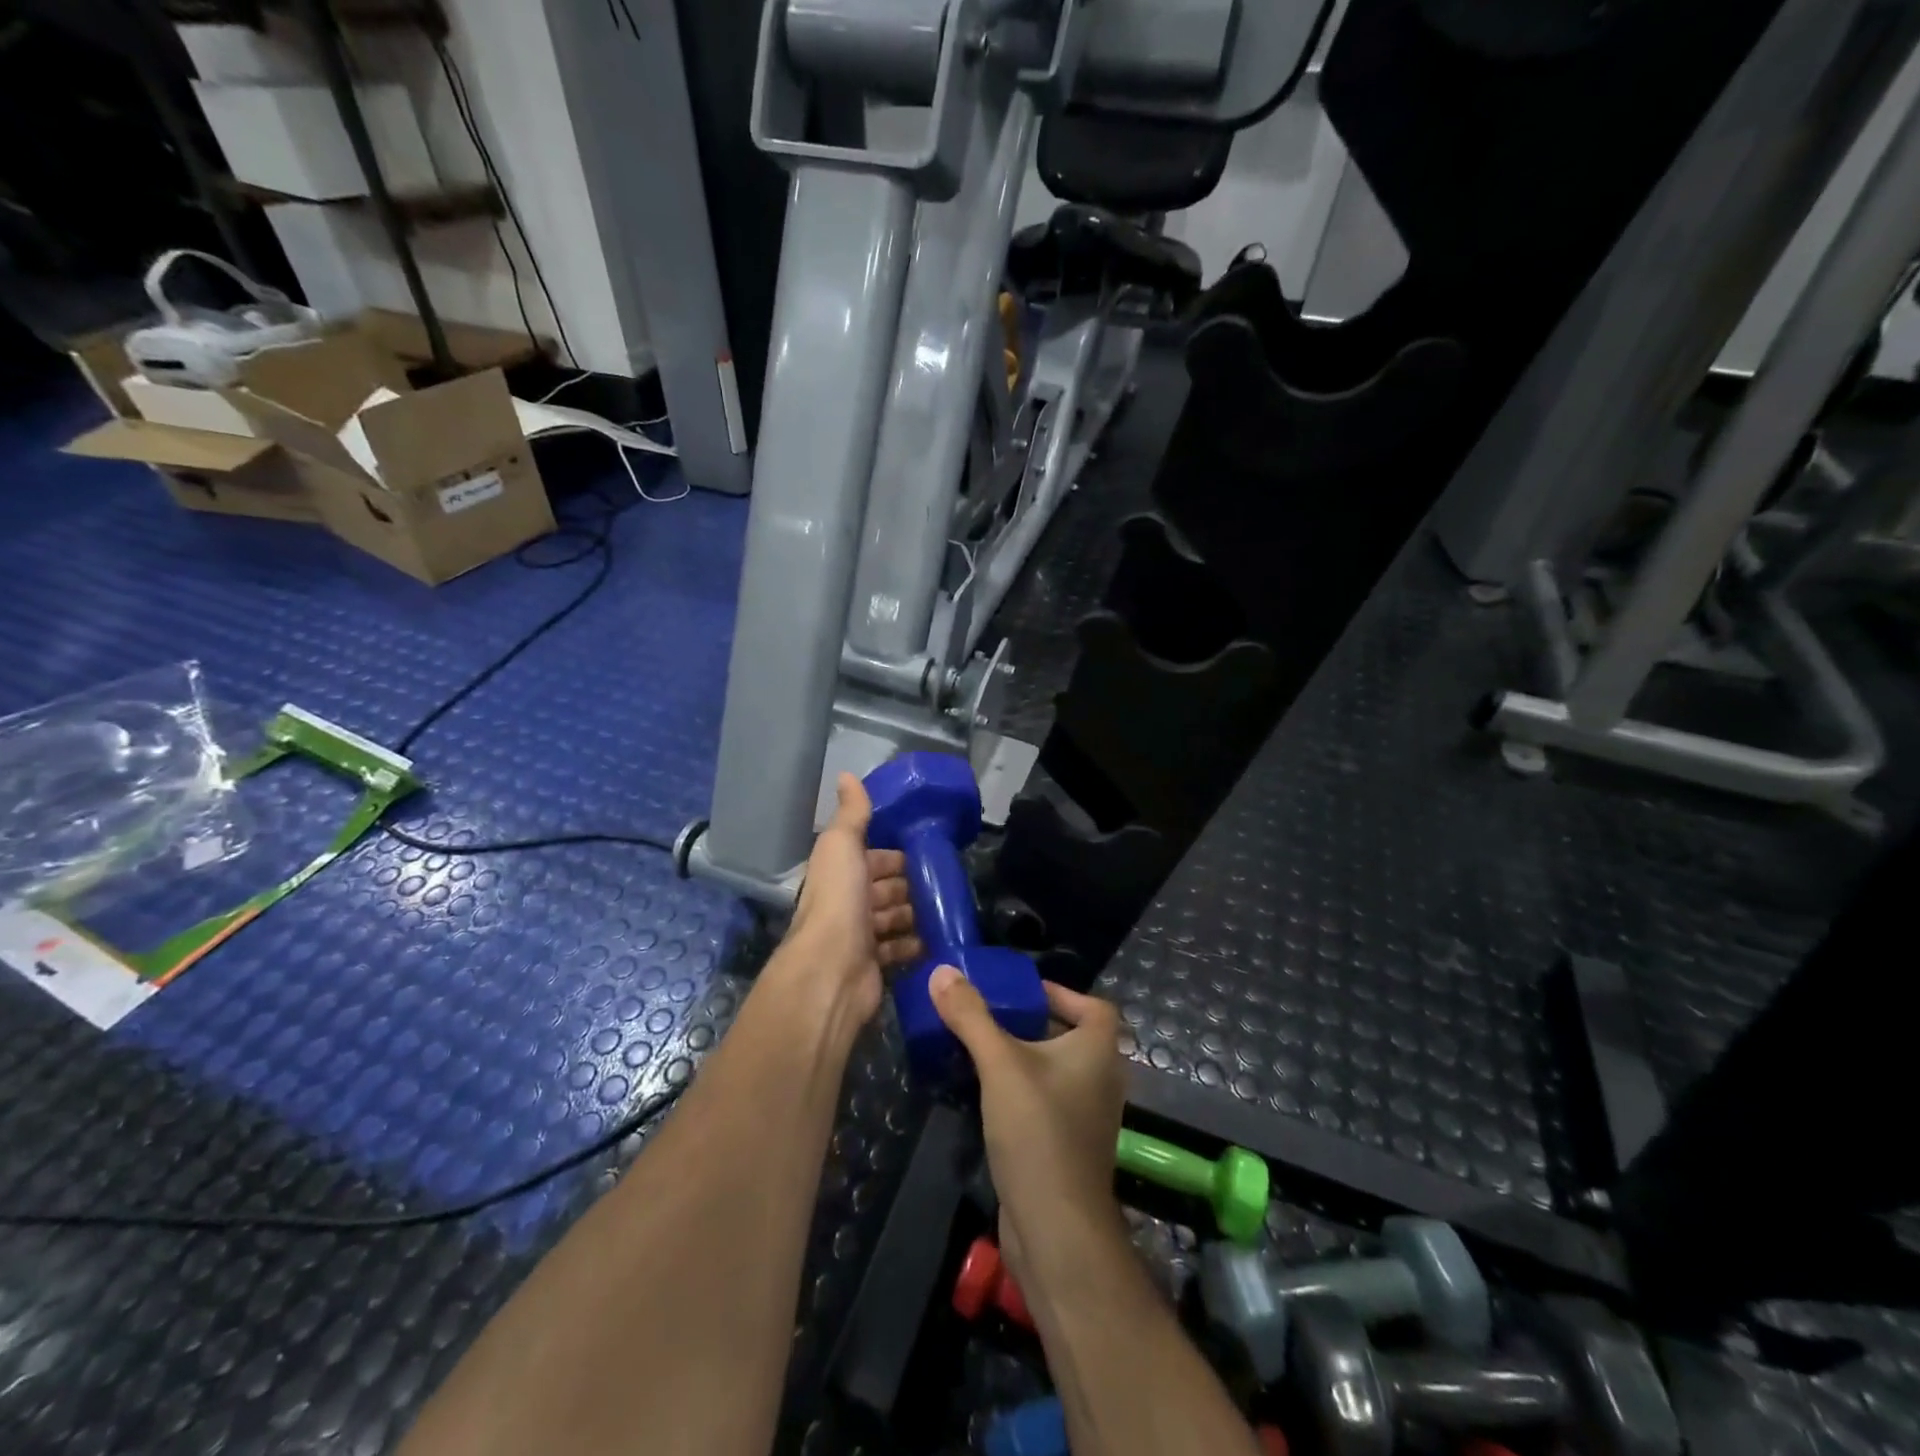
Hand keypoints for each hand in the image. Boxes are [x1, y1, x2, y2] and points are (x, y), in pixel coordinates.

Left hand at [780, 774, 922, 1023]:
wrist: (832, 970)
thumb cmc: (839, 901)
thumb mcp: (842, 846)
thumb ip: (851, 814)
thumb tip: (847, 774)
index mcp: (839, 872)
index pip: (871, 858)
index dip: (894, 855)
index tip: (927, 853)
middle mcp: (846, 903)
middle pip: (884, 889)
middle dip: (909, 885)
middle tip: (942, 883)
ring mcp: (859, 937)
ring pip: (893, 918)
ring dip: (914, 914)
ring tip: (943, 909)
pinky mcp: (874, 965)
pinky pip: (899, 950)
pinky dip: (915, 944)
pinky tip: (934, 939)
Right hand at [930, 969, 1126, 1273]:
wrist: (1056, 1229)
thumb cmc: (1039, 1132)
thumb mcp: (1000, 1065)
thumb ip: (972, 1017)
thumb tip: (942, 971)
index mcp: (1098, 1051)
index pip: (1094, 1006)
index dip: (1061, 993)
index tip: (1020, 990)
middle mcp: (1100, 1079)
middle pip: (1069, 1036)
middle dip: (1030, 1023)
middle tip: (987, 1014)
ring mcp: (1086, 1116)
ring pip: (1054, 1071)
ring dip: (1021, 1058)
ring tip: (977, 1048)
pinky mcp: (1067, 1146)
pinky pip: (1044, 1102)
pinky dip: (1020, 1091)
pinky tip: (983, 1094)